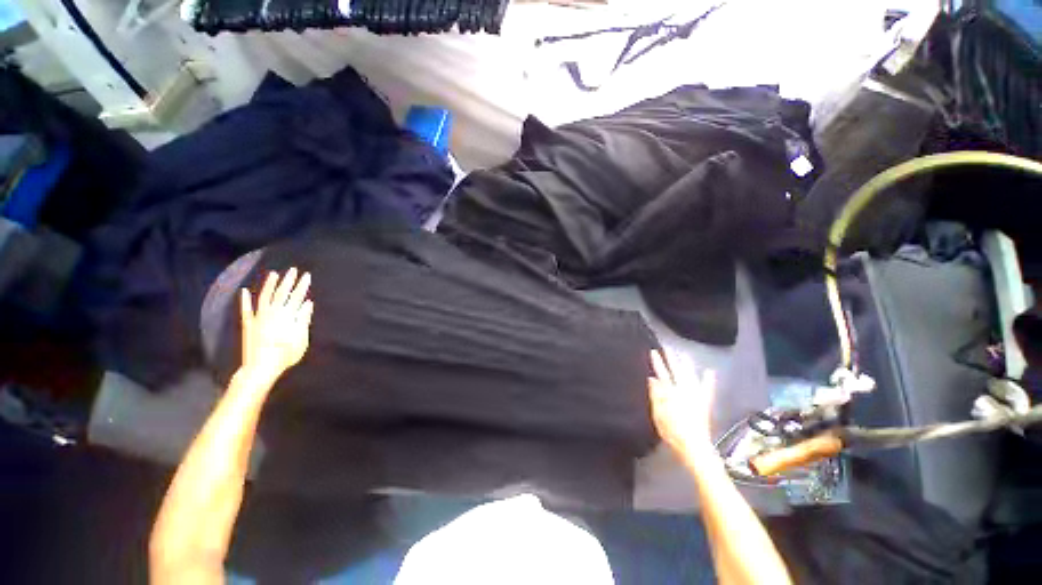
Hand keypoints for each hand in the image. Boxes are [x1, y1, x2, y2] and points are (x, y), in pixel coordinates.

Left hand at [240, 268, 313, 380]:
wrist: (261, 367)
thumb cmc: (285, 354)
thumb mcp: (301, 338)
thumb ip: (303, 319)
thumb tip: (307, 304)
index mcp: (288, 316)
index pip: (297, 297)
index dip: (302, 286)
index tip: (307, 276)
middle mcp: (273, 313)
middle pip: (282, 294)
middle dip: (289, 281)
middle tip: (293, 270)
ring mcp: (259, 317)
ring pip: (265, 297)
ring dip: (269, 285)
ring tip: (274, 274)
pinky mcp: (249, 324)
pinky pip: (246, 310)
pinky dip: (245, 301)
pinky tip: (244, 291)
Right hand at [648, 350, 716, 459]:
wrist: (694, 446)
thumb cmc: (672, 432)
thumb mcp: (658, 415)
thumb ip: (655, 396)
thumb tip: (652, 379)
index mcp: (670, 393)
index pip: (662, 374)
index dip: (657, 362)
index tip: (653, 351)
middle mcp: (683, 391)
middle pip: (676, 371)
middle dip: (671, 359)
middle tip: (668, 348)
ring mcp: (695, 396)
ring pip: (690, 376)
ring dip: (687, 365)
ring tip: (685, 355)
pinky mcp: (704, 403)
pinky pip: (708, 389)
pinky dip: (709, 380)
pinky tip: (710, 372)